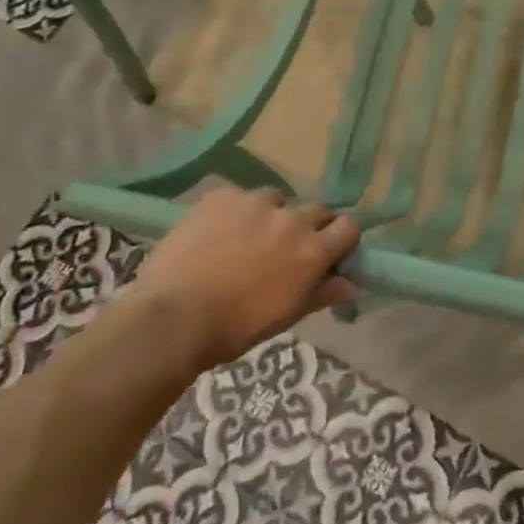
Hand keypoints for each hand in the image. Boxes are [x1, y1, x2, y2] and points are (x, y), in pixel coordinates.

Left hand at [128, 187, 359, 371]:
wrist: (172, 317)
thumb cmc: (234, 328)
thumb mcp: (285, 316)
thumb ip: (321, 293)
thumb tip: (351, 284)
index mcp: (311, 251)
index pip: (348, 228)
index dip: (341, 239)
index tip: (329, 251)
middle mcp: (291, 219)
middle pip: (316, 210)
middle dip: (308, 227)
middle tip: (285, 249)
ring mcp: (255, 202)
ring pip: (276, 200)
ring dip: (270, 216)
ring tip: (245, 239)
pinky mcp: (222, 195)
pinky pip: (239, 197)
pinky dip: (235, 212)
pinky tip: (215, 233)